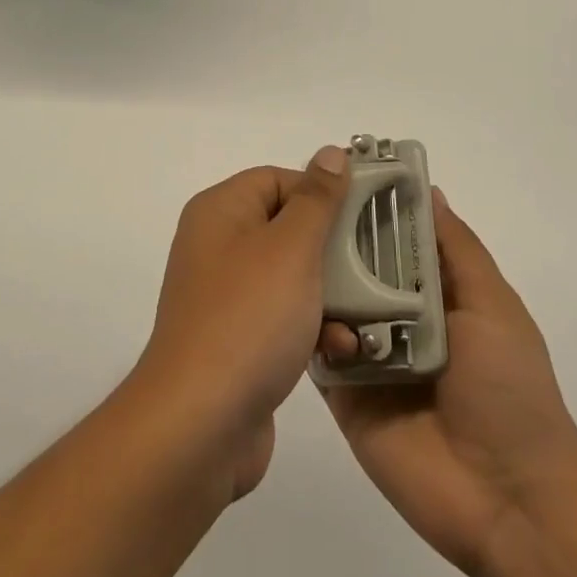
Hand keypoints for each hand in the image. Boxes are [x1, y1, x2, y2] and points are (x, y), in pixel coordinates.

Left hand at [136, 148, 350, 499]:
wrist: (200, 423)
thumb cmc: (249, 318)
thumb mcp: (291, 248)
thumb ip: (317, 199)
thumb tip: (330, 154)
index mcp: (220, 211)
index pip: (277, 178)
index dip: (320, 193)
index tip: (363, 216)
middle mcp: (217, 246)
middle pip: (287, 228)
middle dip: (333, 249)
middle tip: (376, 264)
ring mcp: (225, 296)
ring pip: (291, 277)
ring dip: (330, 294)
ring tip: (365, 316)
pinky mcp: (236, 340)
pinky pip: (282, 318)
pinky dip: (312, 328)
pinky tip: (342, 349)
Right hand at [316, 190, 576, 576]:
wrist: (509, 500)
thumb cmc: (510, 390)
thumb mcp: (493, 306)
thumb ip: (457, 250)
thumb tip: (429, 190)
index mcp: (436, 294)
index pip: (395, 238)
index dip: (372, 206)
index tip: (338, 171)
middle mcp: (398, 317)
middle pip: (358, 268)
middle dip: (332, 239)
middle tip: (296, 207)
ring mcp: (369, 356)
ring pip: (331, 305)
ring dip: (315, 282)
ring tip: (285, 251)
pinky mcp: (345, 395)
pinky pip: (318, 353)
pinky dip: (306, 331)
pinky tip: (290, 308)